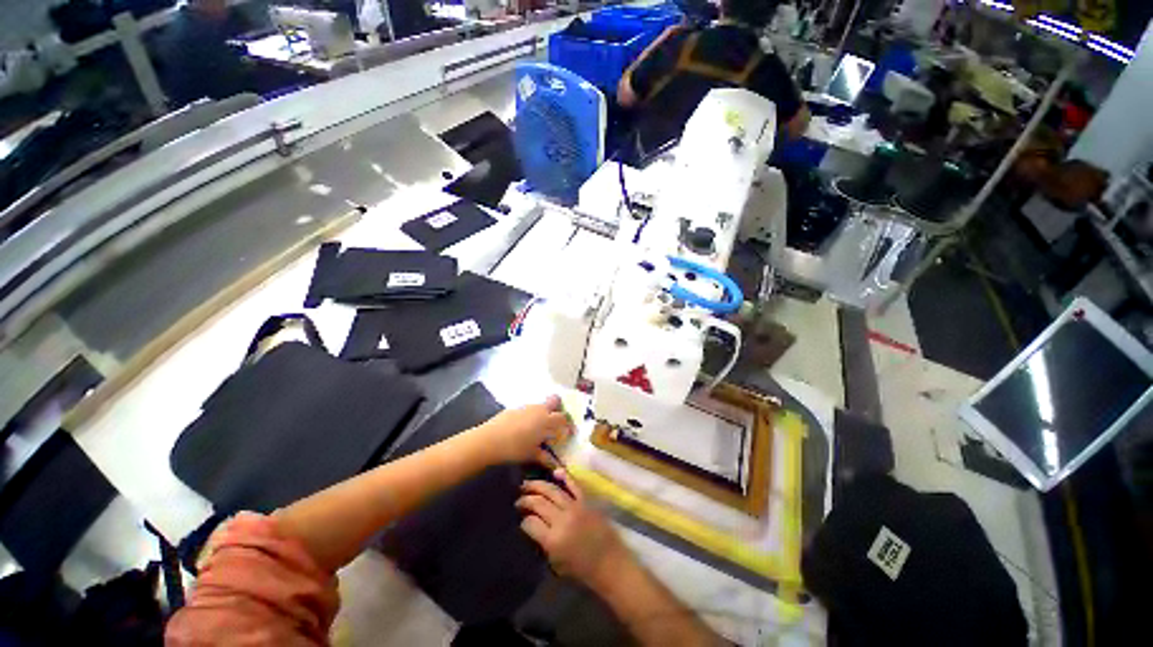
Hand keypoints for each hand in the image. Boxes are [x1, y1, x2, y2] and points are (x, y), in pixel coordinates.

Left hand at [474, 395, 572, 464]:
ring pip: (540, 405)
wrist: (489, 439)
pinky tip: (524, 428)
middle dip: (558, 408)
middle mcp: (539, 409)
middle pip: (555, 400)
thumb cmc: (515, 448)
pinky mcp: (515, 408)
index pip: (563, 418)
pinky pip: (528, 409)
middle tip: (556, 422)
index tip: (568, 433)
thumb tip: (556, 465)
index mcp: (547, 420)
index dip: (568, 424)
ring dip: (544, 413)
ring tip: (539, 428)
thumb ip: (545, 457)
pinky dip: (531, 416)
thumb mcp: (532, 454)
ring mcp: (526, 406)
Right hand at [517, 469, 629, 588]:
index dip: (523, 520)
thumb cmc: (582, 570)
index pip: (530, 523)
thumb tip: (532, 527)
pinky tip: (555, 471)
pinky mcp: (587, 501)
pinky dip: (565, 476)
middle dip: (526, 499)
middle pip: (539, 503)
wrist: (610, 564)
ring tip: (527, 484)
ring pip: (552, 490)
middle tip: (518, 499)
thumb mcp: (556, 563)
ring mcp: (575, 507)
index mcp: (553, 540)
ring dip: (538, 485)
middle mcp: (562, 519)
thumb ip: (543, 543)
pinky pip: (574, 485)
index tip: (520, 518)